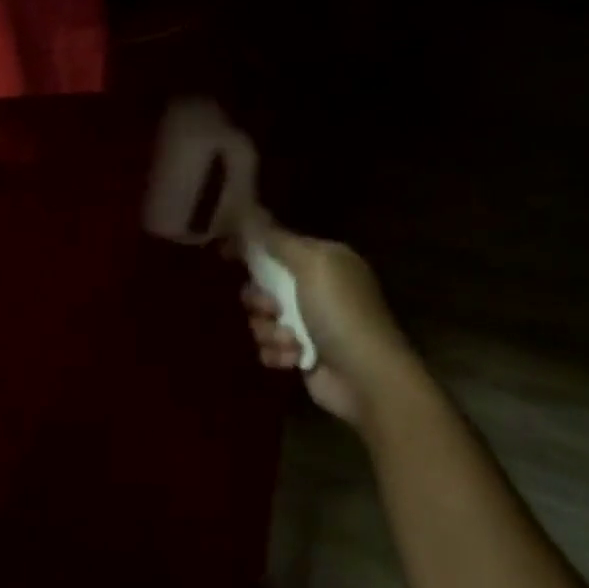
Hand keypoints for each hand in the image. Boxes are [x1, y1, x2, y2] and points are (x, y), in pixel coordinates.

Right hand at [242, 222, 422, 428]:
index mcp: (325, 260)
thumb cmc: (340, 313)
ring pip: (262, 318)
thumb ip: (278, 240)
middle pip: (263, 284)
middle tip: (270, 309)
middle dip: (259, 299)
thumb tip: (249, 212)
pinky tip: (294, 358)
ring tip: (290, 340)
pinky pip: (269, 346)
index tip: (222, 252)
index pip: (278, 244)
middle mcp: (316, 288)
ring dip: (269, 330)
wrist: (365, 376)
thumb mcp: (312, 265)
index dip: (250, 247)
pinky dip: (277, 353)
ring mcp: (309, 323)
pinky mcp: (301, 354)